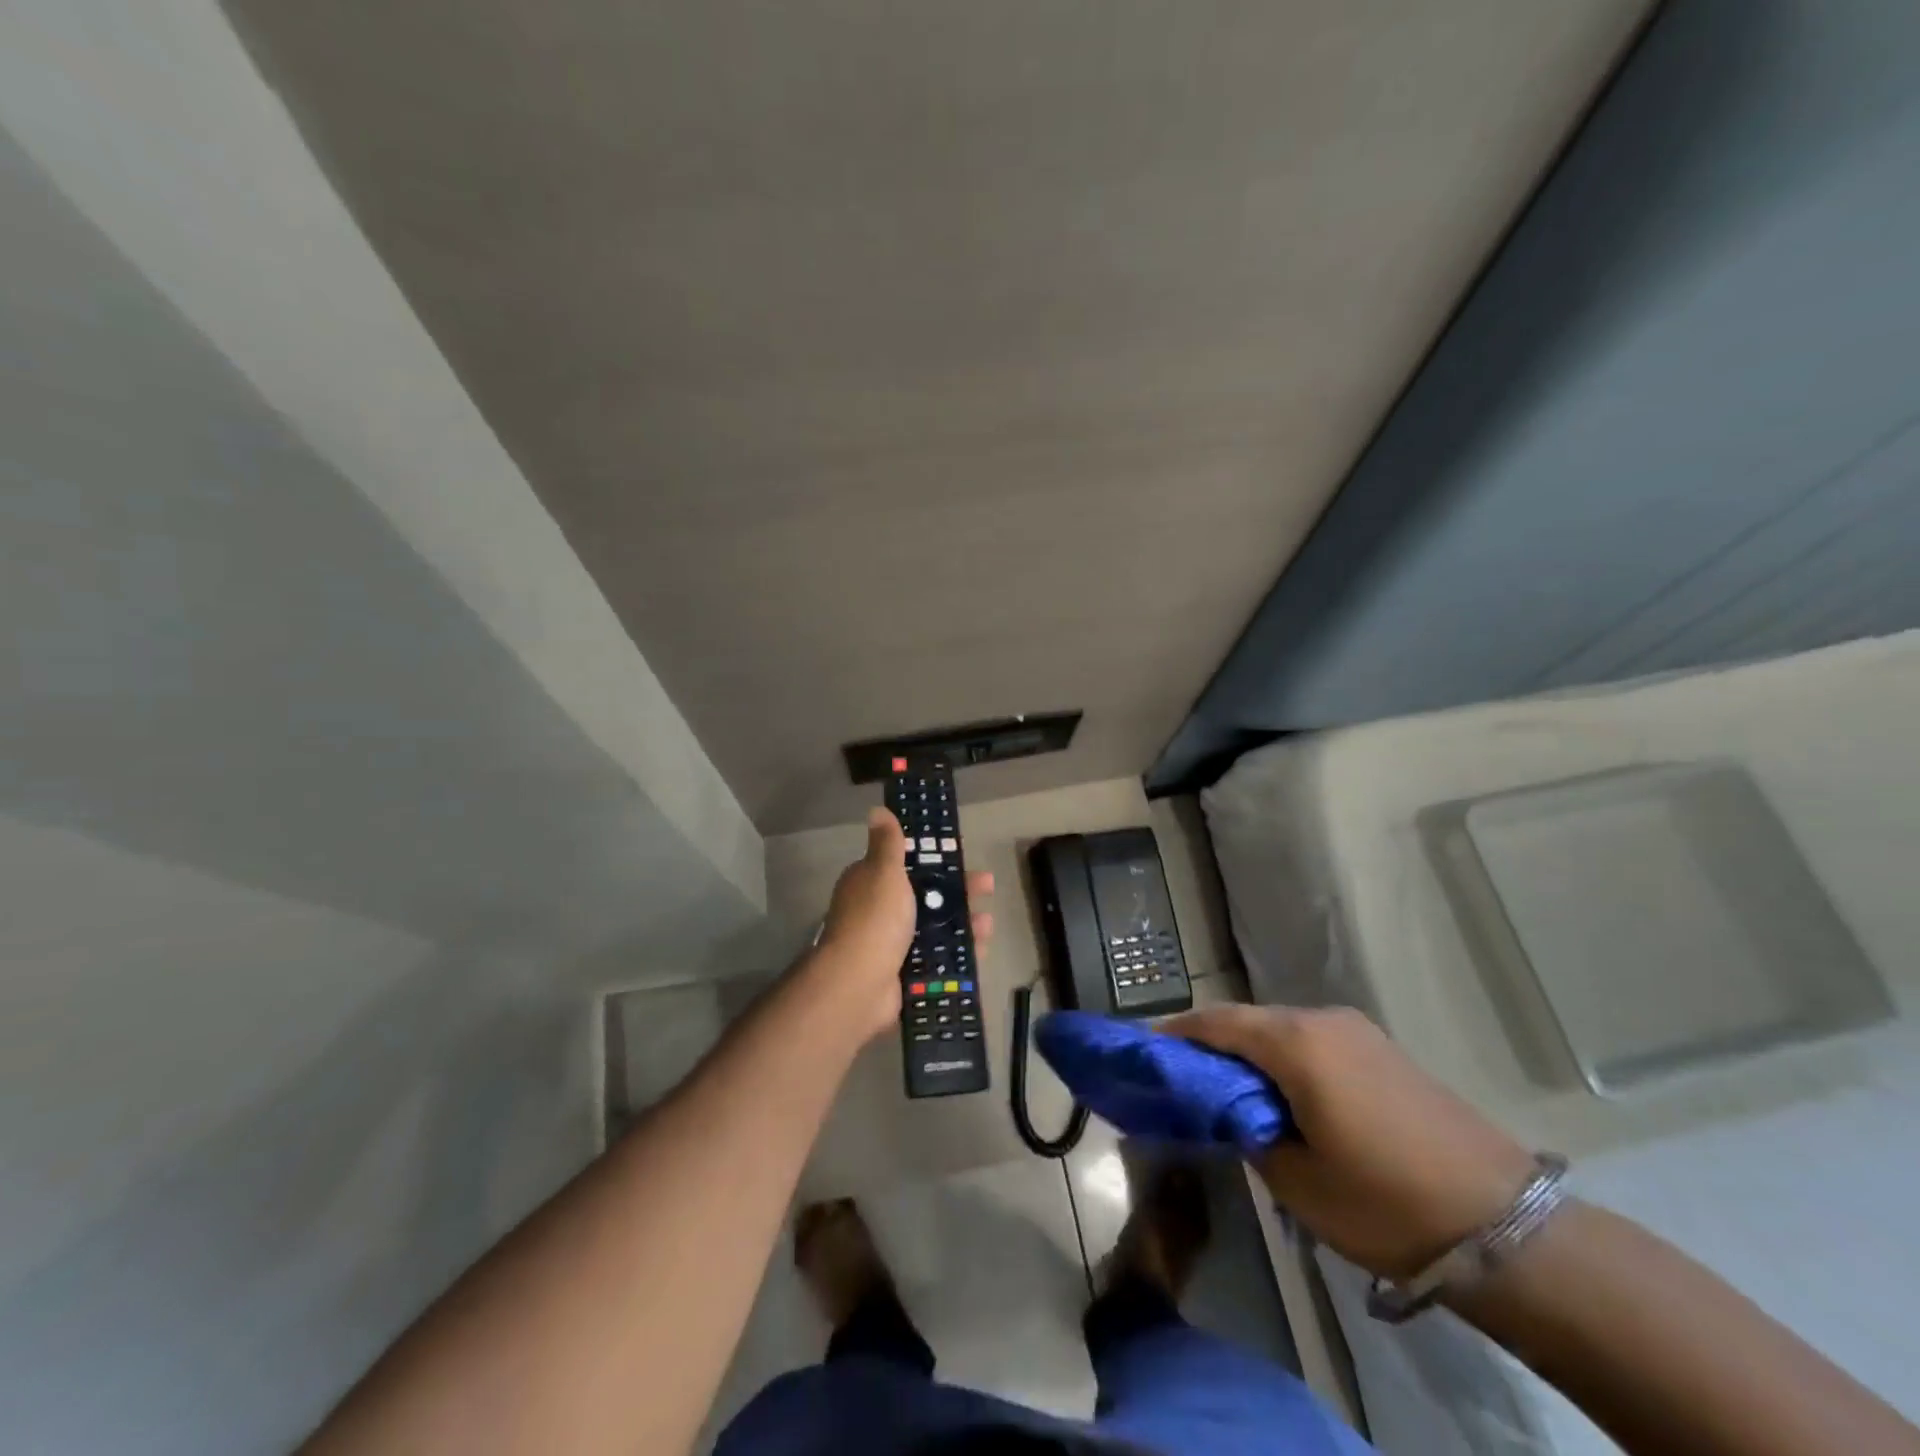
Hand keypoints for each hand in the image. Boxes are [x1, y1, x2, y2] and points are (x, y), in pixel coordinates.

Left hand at [814, 809, 993, 1039]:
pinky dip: (959, 953)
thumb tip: (877, 809)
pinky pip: (938, 958)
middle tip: (987, 886)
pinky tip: (981, 949)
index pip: (904, 865)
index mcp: (870, 883)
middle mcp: (879, 911)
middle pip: (925, 895)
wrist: (859, 985)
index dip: (933, 858)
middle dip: (958, 891)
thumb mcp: (883, 871)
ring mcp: (892, 944)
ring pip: (935, 928)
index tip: (959, 855)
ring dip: (963, 923)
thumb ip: (887, 843)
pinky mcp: (905, 972)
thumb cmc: (875, 919)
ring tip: (988, 923)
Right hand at [1167, 1004, 1534, 1280]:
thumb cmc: (1386, 1203)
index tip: (1144, 1050)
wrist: (1506, 1226)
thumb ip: (1249, 1132)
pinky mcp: (1382, 1051)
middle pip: (1246, 1021)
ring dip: (1249, 1052)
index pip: (1215, 1023)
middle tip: (1182, 1076)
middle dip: (1210, 1044)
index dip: (1175, 1034)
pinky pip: (1313, 1042)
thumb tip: (1230, 1112)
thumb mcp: (1297, 1181)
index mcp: (1295, 1043)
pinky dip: (1284, 1059)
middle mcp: (1322, 1020)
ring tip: (1227, 1089)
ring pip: (1280, 1030)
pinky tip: (1281, 1094)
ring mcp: (1357, 1032)